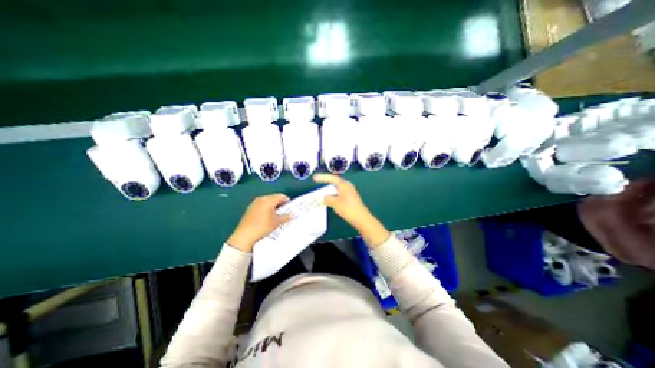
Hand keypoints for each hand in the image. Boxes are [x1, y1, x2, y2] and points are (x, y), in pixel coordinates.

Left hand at [229, 194, 292, 250]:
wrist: (245, 235)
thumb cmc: (263, 226)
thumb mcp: (277, 222)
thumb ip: (286, 217)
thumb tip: (292, 215)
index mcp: (268, 200)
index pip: (281, 196)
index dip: (287, 201)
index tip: (290, 208)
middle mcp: (261, 199)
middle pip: (274, 198)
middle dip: (280, 204)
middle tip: (285, 212)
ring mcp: (254, 203)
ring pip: (267, 202)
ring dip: (273, 207)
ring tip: (277, 216)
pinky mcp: (249, 209)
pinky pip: (261, 206)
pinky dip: (266, 209)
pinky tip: (268, 218)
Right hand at [314, 174, 370, 224]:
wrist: (361, 218)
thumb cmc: (348, 209)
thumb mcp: (335, 203)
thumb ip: (327, 199)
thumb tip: (323, 197)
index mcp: (344, 185)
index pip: (332, 178)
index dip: (322, 177)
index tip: (314, 178)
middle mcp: (348, 186)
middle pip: (335, 182)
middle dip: (326, 182)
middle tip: (318, 182)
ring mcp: (350, 192)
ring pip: (337, 189)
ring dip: (330, 190)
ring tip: (322, 192)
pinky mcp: (351, 198)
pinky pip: (339, 194)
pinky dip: (333, 195)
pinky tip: (330, 200)